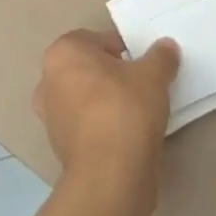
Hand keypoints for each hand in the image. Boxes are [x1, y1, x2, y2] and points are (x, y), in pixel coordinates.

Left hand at [34, 30, 178, 191]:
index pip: (95, 40)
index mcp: (63, 53)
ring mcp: (50, 117)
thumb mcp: (153, 75)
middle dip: (110, 74)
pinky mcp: (59, 148)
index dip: (122, 48)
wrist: (110, 175)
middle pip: (86, 69)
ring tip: (136, 110)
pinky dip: (101, 126)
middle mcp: (48, 81)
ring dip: (105, 101)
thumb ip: (160, 57)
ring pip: (84, 98)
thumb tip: (166, 47)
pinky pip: (85, 125)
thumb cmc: (125, 109)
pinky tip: (126, 134)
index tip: (141, 63)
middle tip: (139, 83)